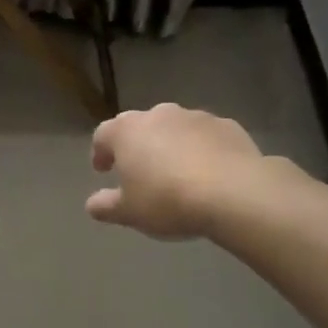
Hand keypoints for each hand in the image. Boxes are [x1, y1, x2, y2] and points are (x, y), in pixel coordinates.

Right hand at [87, 103, 294, 239]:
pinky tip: (208, 173)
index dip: (101, 152)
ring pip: (175, 128)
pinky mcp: (228, 126)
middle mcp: (159, 115)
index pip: (103, 134)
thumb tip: (93, 204)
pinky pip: (205, 136)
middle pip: (140, 126)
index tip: (104, 170)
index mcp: (127, 131)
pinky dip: (201, 149)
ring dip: (170, 145)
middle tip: (139, 171)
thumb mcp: (129, 212)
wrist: (234, 193)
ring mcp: (196, 117)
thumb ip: (106, 206)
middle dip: (137, 145)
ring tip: (176, 173)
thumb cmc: (168, 200)